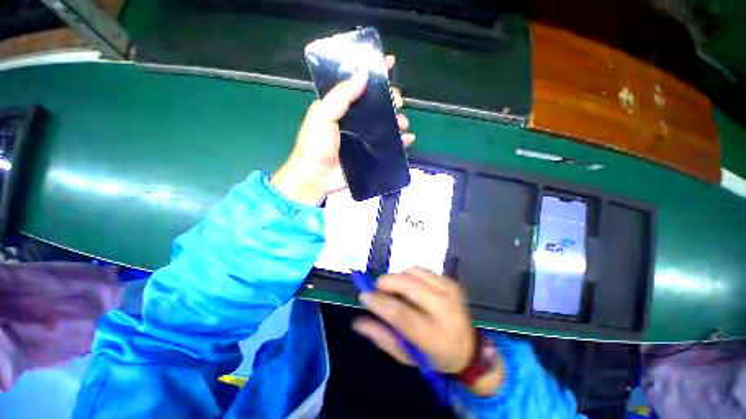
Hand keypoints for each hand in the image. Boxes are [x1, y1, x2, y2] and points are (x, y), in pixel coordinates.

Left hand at [272, 55, 414, 204]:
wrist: (316, 178)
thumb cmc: (316, 146)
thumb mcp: (322, 116)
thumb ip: (341, 96)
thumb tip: (363, 74)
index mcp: (340, 106)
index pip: (358, 84)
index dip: (374, 72)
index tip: (390, 62)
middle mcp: (354, 120)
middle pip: (376, 105)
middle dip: (391, 99)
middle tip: (398, 102)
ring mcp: (363, 138)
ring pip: (385, 124)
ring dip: (397, 121)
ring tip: (402, 123)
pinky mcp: (370, 154)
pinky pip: (388, 145)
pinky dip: (400, 142)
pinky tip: (408, 140)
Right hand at [353, 267, 476, 373]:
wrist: (469, 348)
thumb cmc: (433, 356)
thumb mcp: (406, 356)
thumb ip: (382, 338)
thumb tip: (358, 322)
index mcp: (435, 335)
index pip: (401, 314)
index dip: (379, 302)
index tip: (363, 295)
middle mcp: (445, 309)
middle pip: (408, 285)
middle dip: (387, 283)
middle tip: (377, 289)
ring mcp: (449, 291)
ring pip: (413, 272)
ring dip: (398, 278)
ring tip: (396, 291)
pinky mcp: (450, 281)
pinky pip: (421, 270)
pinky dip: (409, 275)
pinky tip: (410, 287)